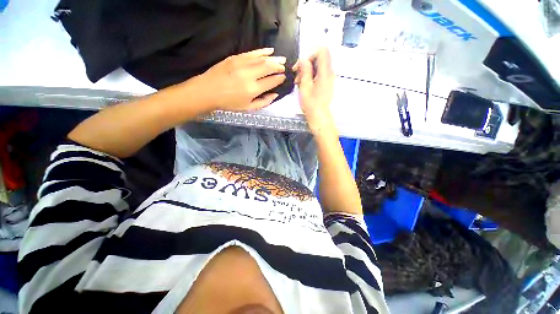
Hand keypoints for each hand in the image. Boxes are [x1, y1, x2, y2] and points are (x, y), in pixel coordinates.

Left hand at [194, 48, 286, 110]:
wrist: (208, 91)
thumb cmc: (229, 103)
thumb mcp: (248, 108)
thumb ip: (263, 102)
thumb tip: (275, 95)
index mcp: (253, 89)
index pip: (271, 81)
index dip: (279, 79)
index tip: (284, 77)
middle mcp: (249, 75)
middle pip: (269, 67)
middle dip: (279, 66)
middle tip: (284, 67)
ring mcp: (241, 64)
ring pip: (262, 58)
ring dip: (273, 58)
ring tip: (281, 59)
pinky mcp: (235, 57)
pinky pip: (252, 53)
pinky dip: (262, 51)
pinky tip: (269, 51)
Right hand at [295, 47, 335, 134]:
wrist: (320, 118)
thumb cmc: (311, 104)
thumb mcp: (305, 87)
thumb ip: (305, 71)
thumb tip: (303, 59)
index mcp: (325, 72)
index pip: (322, 52)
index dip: (309, 56)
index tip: (300, 67)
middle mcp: (329, 73)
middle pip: (319, 59)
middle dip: (306, 65)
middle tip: (297, 77)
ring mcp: (329, 79)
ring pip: (318, 68)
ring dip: (307, 72)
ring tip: (298, 83)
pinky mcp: (327, 85)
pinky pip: (319, 75)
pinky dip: (311, 78)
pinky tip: (304, 86)